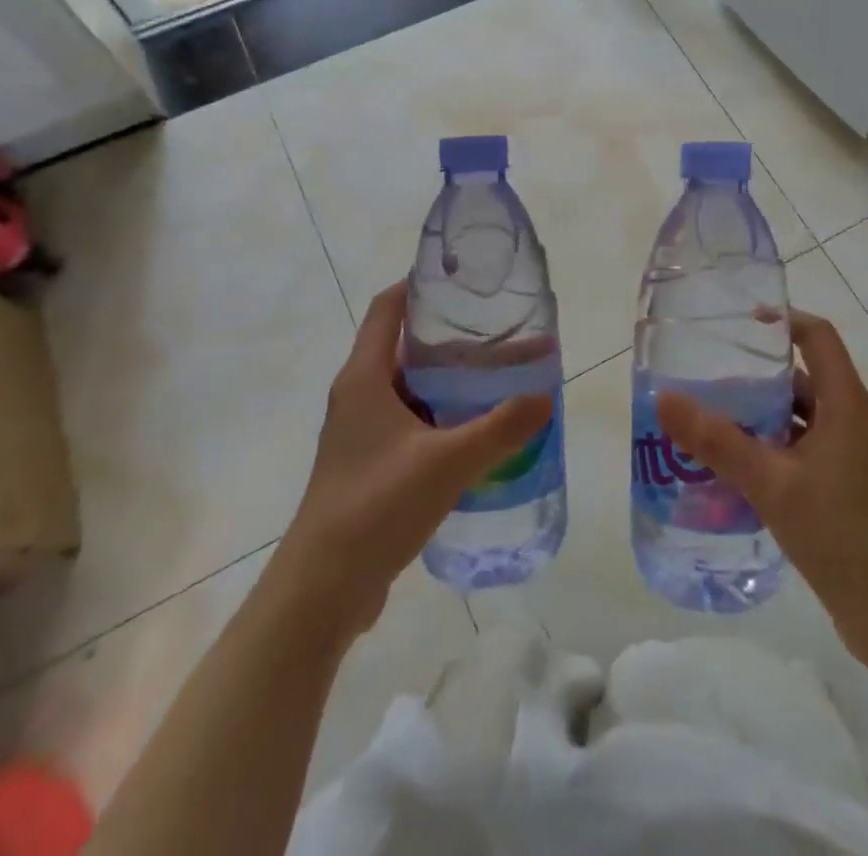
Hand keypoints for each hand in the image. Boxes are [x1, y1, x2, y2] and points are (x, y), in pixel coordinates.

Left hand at [276, 281, 552, 641]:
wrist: (322, 589)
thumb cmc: (376, 506)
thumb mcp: (447, 462)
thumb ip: (500, 428)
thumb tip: (545, 397)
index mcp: (365, 376)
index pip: (389, 307)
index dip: (421, 284)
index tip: (463, 279)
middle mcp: (359, 395)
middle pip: (405, 345)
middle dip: (451, 336)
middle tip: (500, 330)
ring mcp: (362, 432)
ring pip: (411, 387)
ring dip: (450, 380)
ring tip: (499, 375)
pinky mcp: (370, 464)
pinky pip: (411, 422)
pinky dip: (443, 415)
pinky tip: (478, 430)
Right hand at [656, 310, 867, 661]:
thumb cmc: (842, 535)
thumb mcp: (772, 482)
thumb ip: (717, 441)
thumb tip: (664, 398)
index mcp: (844, 403)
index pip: (817, 336)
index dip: (782, 319)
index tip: (737, 321)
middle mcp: (847, 419)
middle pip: (800, 375)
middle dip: (754, 372)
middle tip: (703, 373)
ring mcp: (845, 455)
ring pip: (795, 416)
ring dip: (755, 414)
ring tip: (705, 417)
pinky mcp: (838, 485)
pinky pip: (796, 448)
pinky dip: (764, 446)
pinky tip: (728, 464)